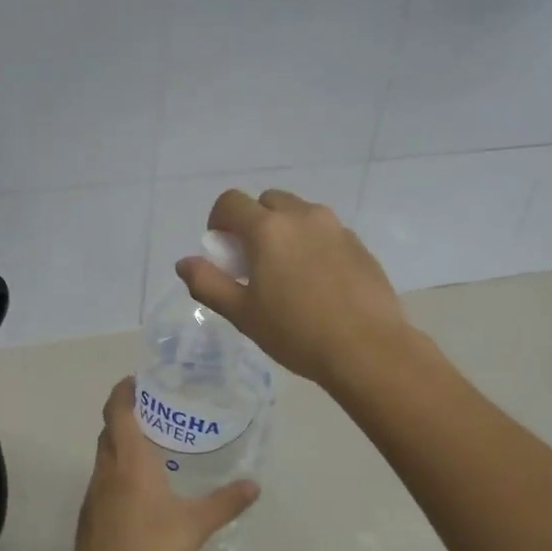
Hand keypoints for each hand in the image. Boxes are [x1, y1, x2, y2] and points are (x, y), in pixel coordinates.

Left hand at [73, 378, 258, 550]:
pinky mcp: (90, 513)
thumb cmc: (150, 546)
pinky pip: (104, 479)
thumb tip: (253, 485)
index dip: (124, 391)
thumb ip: (225, 503)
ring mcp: (94, 492)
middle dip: (126, 415)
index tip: (137, 380)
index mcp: (130, 461)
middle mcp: (107, 469)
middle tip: (155, 412)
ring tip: (152, 448)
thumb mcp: (196, 524)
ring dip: (121, 444)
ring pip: (105, 455)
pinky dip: (118, 471)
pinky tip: (139, 490)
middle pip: (109, 430)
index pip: (118, 411)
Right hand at [176, 189, 410, 394]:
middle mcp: (302, 216)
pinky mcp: (359, 244)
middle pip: (267, 202)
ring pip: (299, 214)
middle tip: (253, 262)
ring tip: (287, 273)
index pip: (230, 202)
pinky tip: (318, 283)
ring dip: (284, 231)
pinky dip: (312, 244)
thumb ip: (208, 284)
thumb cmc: (296, 333)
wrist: (366, 348)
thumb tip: (185, 263)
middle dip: (254, 223)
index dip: (219, 221)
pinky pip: (325, 232)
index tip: (222, 250)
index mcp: (267, 229)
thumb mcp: (242, 314)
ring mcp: (335, 227)